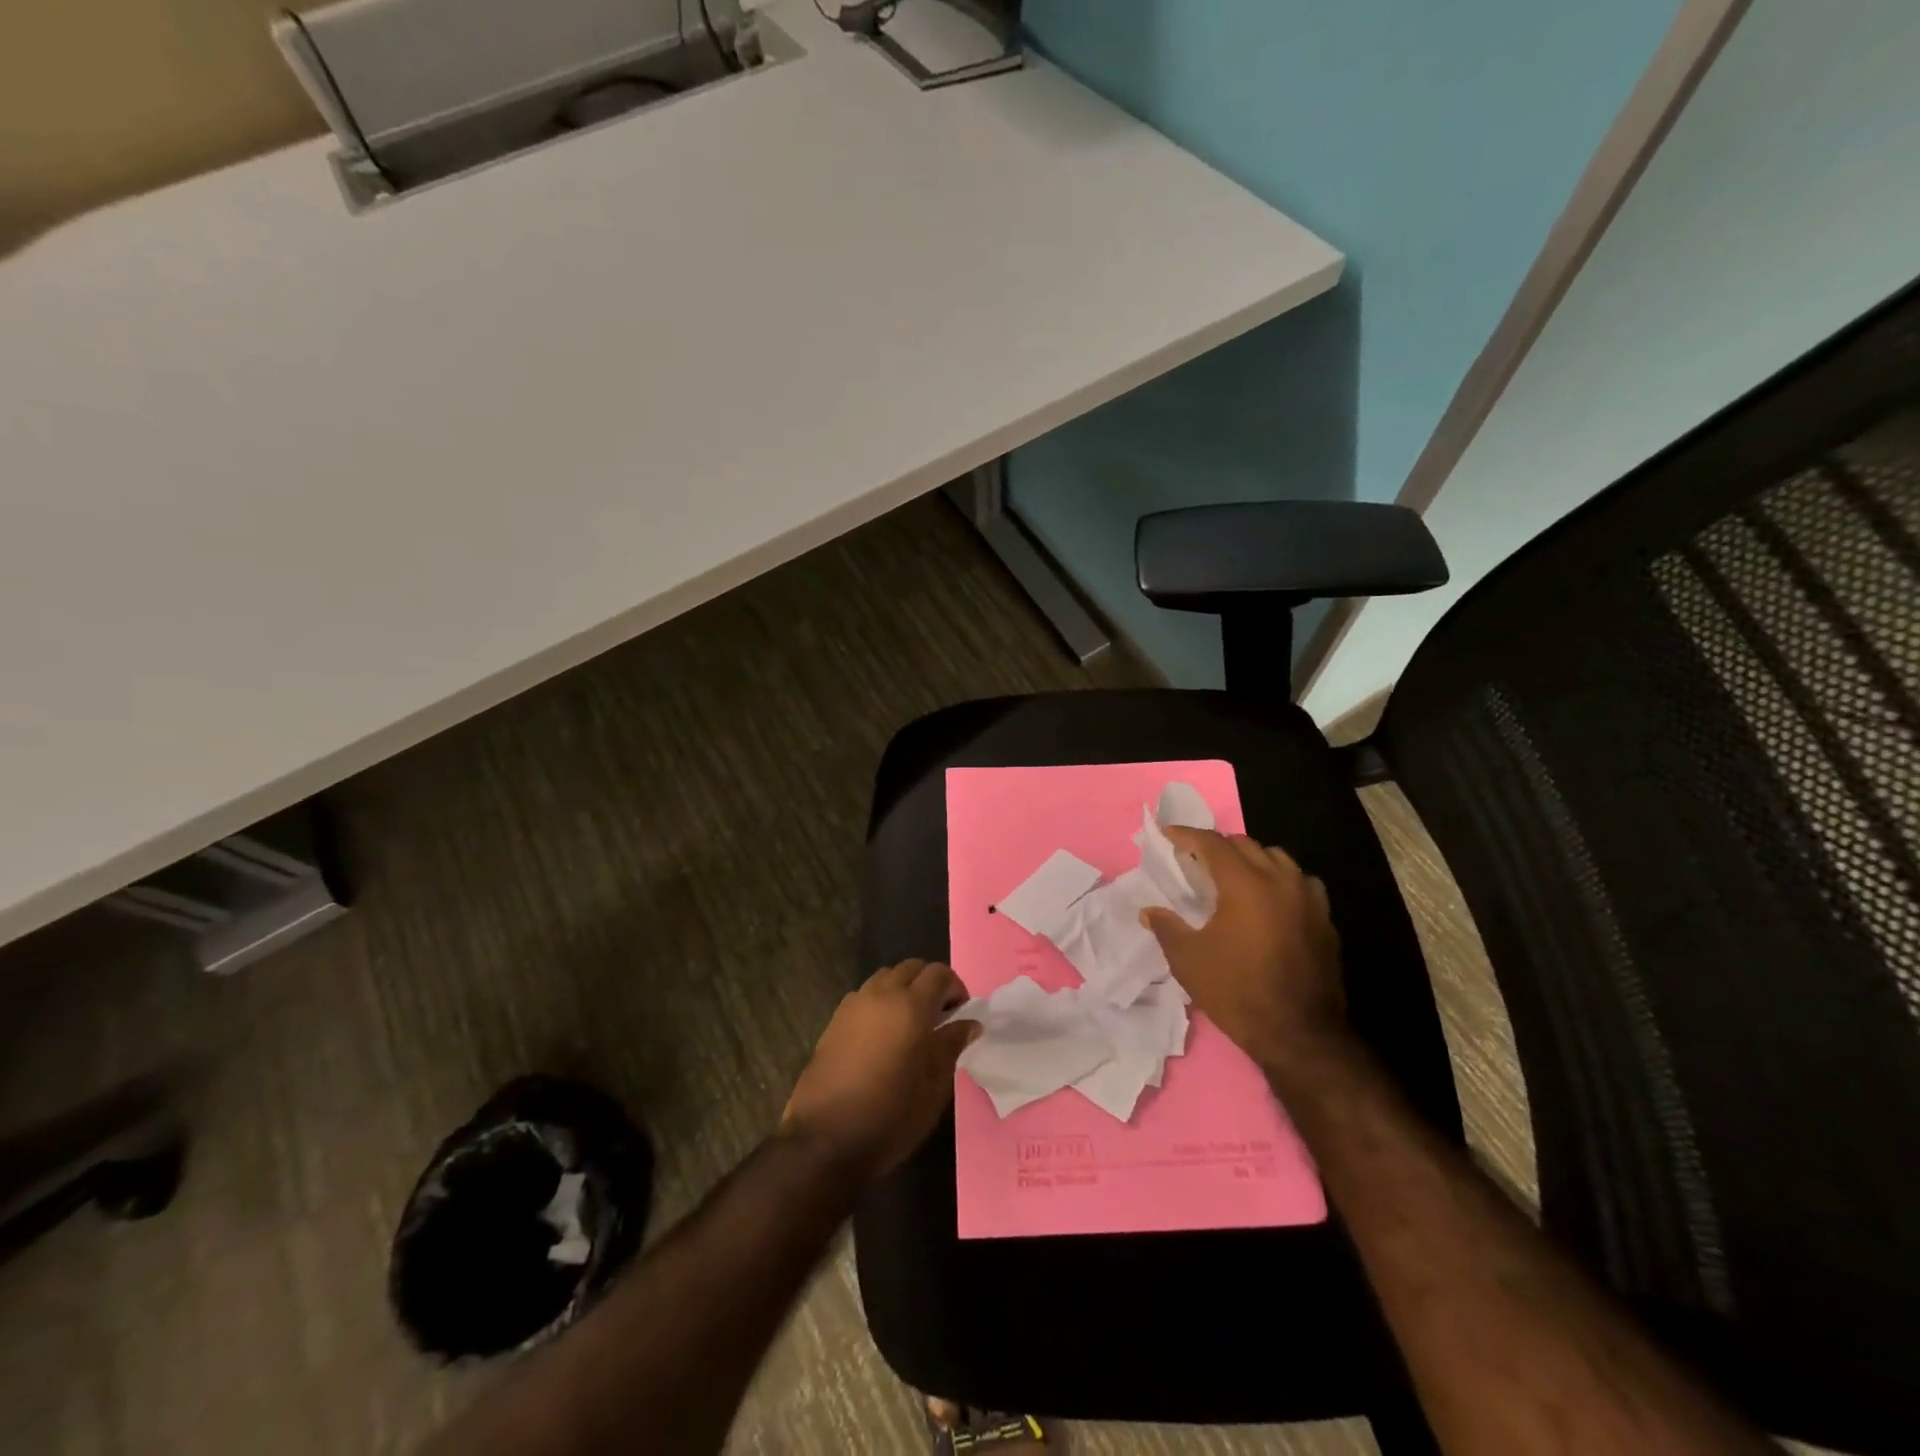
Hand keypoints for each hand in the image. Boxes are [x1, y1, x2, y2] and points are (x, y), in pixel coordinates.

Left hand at [781, 960, 978, 1181]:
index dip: (955, 987)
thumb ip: (952, 1045)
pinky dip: (880, 1002)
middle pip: (910, 968)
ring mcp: (853, 1005)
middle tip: (940, 1014)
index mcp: (910, 1005)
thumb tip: (969, 1023)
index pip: (938, 973)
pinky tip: (883, 1035)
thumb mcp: (934, 1085)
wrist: (826, 1139)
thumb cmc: (891, 1114)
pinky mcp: (834, 1021)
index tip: (962, 1011)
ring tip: (911, 1022)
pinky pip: (864, 996)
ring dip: (902, 989)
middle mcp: (881, 994)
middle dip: (929, 983)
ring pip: (885, 978)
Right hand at [1139, 828, 1346, 1069]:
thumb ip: (1167, 928)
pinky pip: (1301, 883)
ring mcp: (1309, 900)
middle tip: (1195, 857)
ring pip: (1278, 859)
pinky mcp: (1325, 921)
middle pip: (1247, 845)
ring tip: (1234, 875)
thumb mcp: (1189, 961)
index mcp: (1245, 884)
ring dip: (1252, 859)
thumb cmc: (1237, 992)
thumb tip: (1149, 912)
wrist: (1300, 1035)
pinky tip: (1270, 900)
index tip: (1168, 834)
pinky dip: (1280, 880)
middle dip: (1218, 845)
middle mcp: (1281, 881)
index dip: (1187, 835)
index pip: (1213, 844)